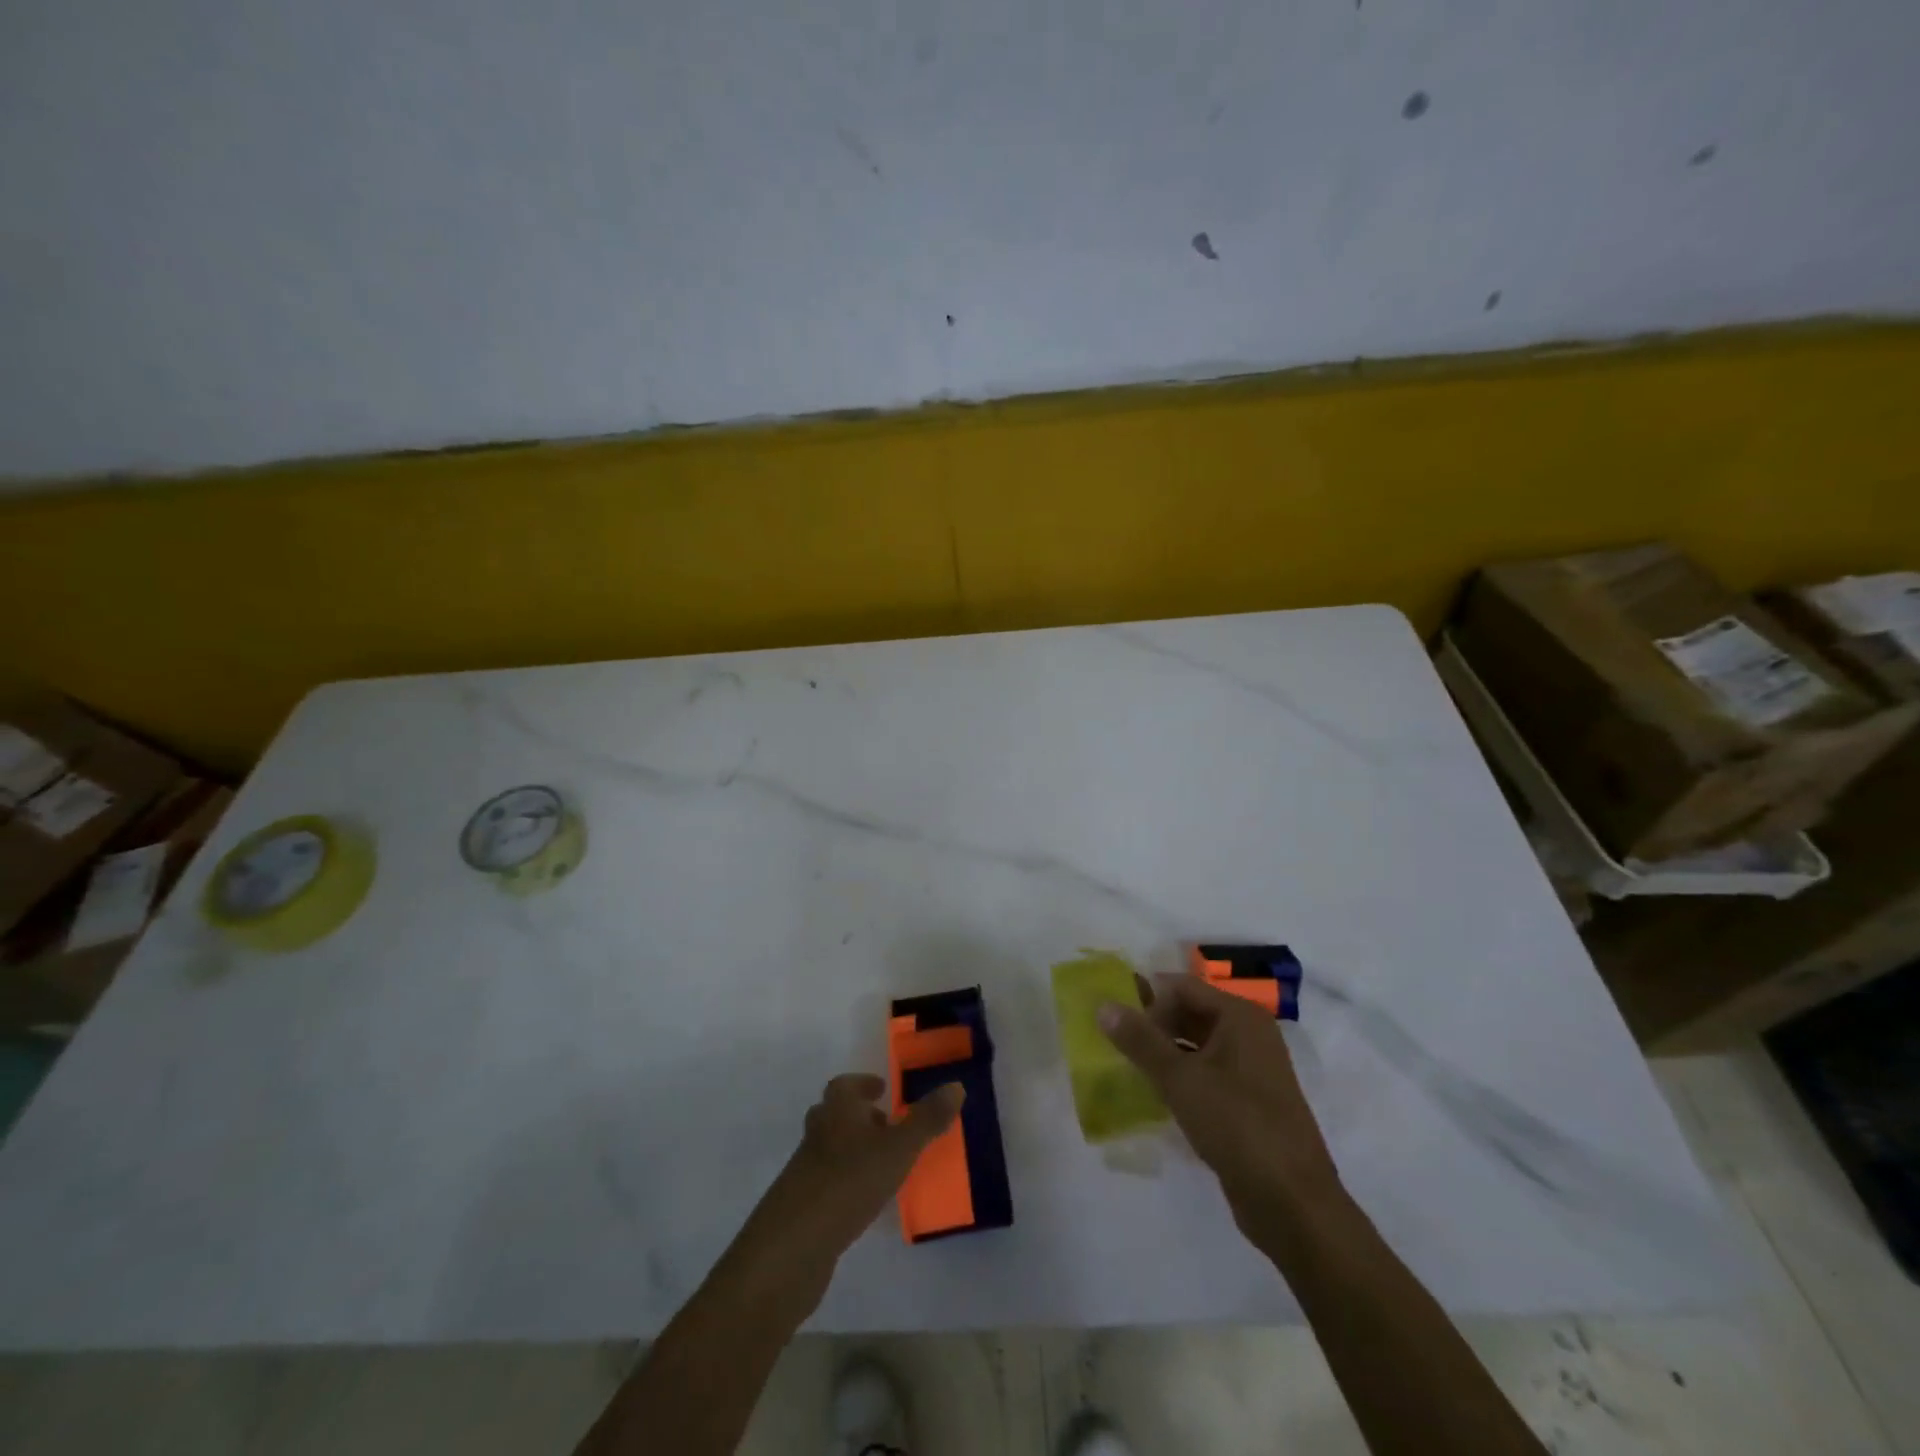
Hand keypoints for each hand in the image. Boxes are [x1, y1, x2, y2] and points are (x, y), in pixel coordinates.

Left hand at [725, 1073, 963, 1310]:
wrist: (792, 1248)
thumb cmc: (848, 1183)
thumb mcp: (897, 1149)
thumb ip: (927, 1120)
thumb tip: (956, 1085)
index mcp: (836, 1112)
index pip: (844, 1086)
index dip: (862, 1084)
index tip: (882, 1089)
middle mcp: (817, 1135)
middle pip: (833, 1115)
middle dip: (858, 1117)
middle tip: (885, 1125)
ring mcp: (804, 1172)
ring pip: (829, 1149)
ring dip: (852, 1151)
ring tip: (882, 1166)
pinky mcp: (801, 1208)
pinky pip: (826, 1183)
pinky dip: (845, 1183)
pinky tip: (864, 1203)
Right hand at [1098, 974, 1341, 1235]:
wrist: (1292, 1203)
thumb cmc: (1237, 1125)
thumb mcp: (1180, 1079)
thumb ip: (1140, 1040)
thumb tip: (1103, 1005)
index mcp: (1240, 1016)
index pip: (1181, 987)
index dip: (1146, 998)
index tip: (1112, 1020)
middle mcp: (1249, 1034)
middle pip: (1190, 1012)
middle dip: (1152, 1025)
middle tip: (1114, 1043)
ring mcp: (1252, 1070)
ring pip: (1196, 1045)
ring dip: (1163, 1052)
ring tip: (1126, 1066)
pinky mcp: (1248, 1102)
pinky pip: (1206, 1074)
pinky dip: (1180, 1077)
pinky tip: (1154, 1094)